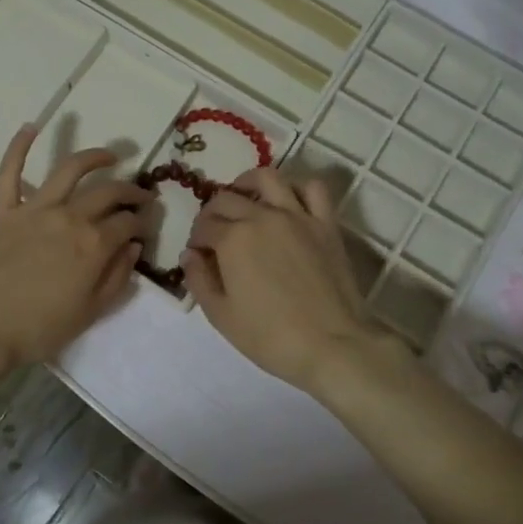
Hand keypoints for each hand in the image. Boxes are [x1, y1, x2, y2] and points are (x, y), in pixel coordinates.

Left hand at [0, 125, 151, 369]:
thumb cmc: (40, 328)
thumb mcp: (91, 312)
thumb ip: (118, 276)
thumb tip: (133, 246)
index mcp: (93, 244)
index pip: (128, 223)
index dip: (142, 222)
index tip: (146, 225)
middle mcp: (69, 217)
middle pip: (108, 193)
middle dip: (131, 191)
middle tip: (141, 195)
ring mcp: (35, 209)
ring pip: (69, 170)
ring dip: (94, 157)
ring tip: (110, 155)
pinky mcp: (4, 210)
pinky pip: (10, 172)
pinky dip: (19, 147)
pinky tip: (30, 127)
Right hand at [182, 167, 394, 392]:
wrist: (332, 345)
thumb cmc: (270, 337)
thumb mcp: (221, 316)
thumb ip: (198, 280)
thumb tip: (190, 255)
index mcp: (233, 239)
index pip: (204, 226)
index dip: (196, 239)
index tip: (199, 255)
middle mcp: (262, 216)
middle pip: (228, 198)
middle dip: (213, 212)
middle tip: (214, 232)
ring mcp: (297, 216)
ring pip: (268, 178)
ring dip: (249, 183)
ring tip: (245, 198)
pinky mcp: (326, 224)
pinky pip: (313, 188)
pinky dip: (298, 187)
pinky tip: (288, 202)